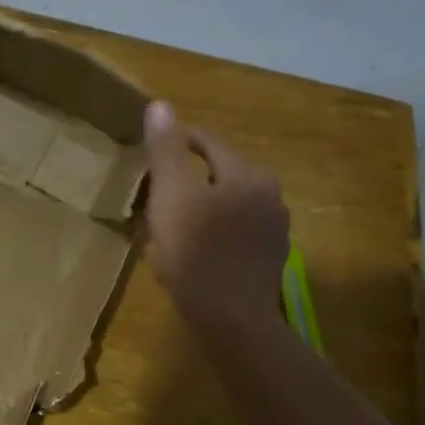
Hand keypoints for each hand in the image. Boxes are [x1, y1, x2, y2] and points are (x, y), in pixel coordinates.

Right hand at [142, 101, 289, 333]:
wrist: (232, 320)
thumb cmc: (196, 253)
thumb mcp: (171, 195)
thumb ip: (166, 150)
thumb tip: (160, 104)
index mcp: (246, 174)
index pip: (208, 143)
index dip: (177, 143)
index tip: (151, 155)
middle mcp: (268, 194)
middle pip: (220, 173)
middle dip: (189, 178)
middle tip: (157, 193)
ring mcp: (273, 230)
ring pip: (229, 205)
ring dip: (202, 207)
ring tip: (172, 223)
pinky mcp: (268, 260)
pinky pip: (236, 233)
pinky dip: (214, 233)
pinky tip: (195, 252)